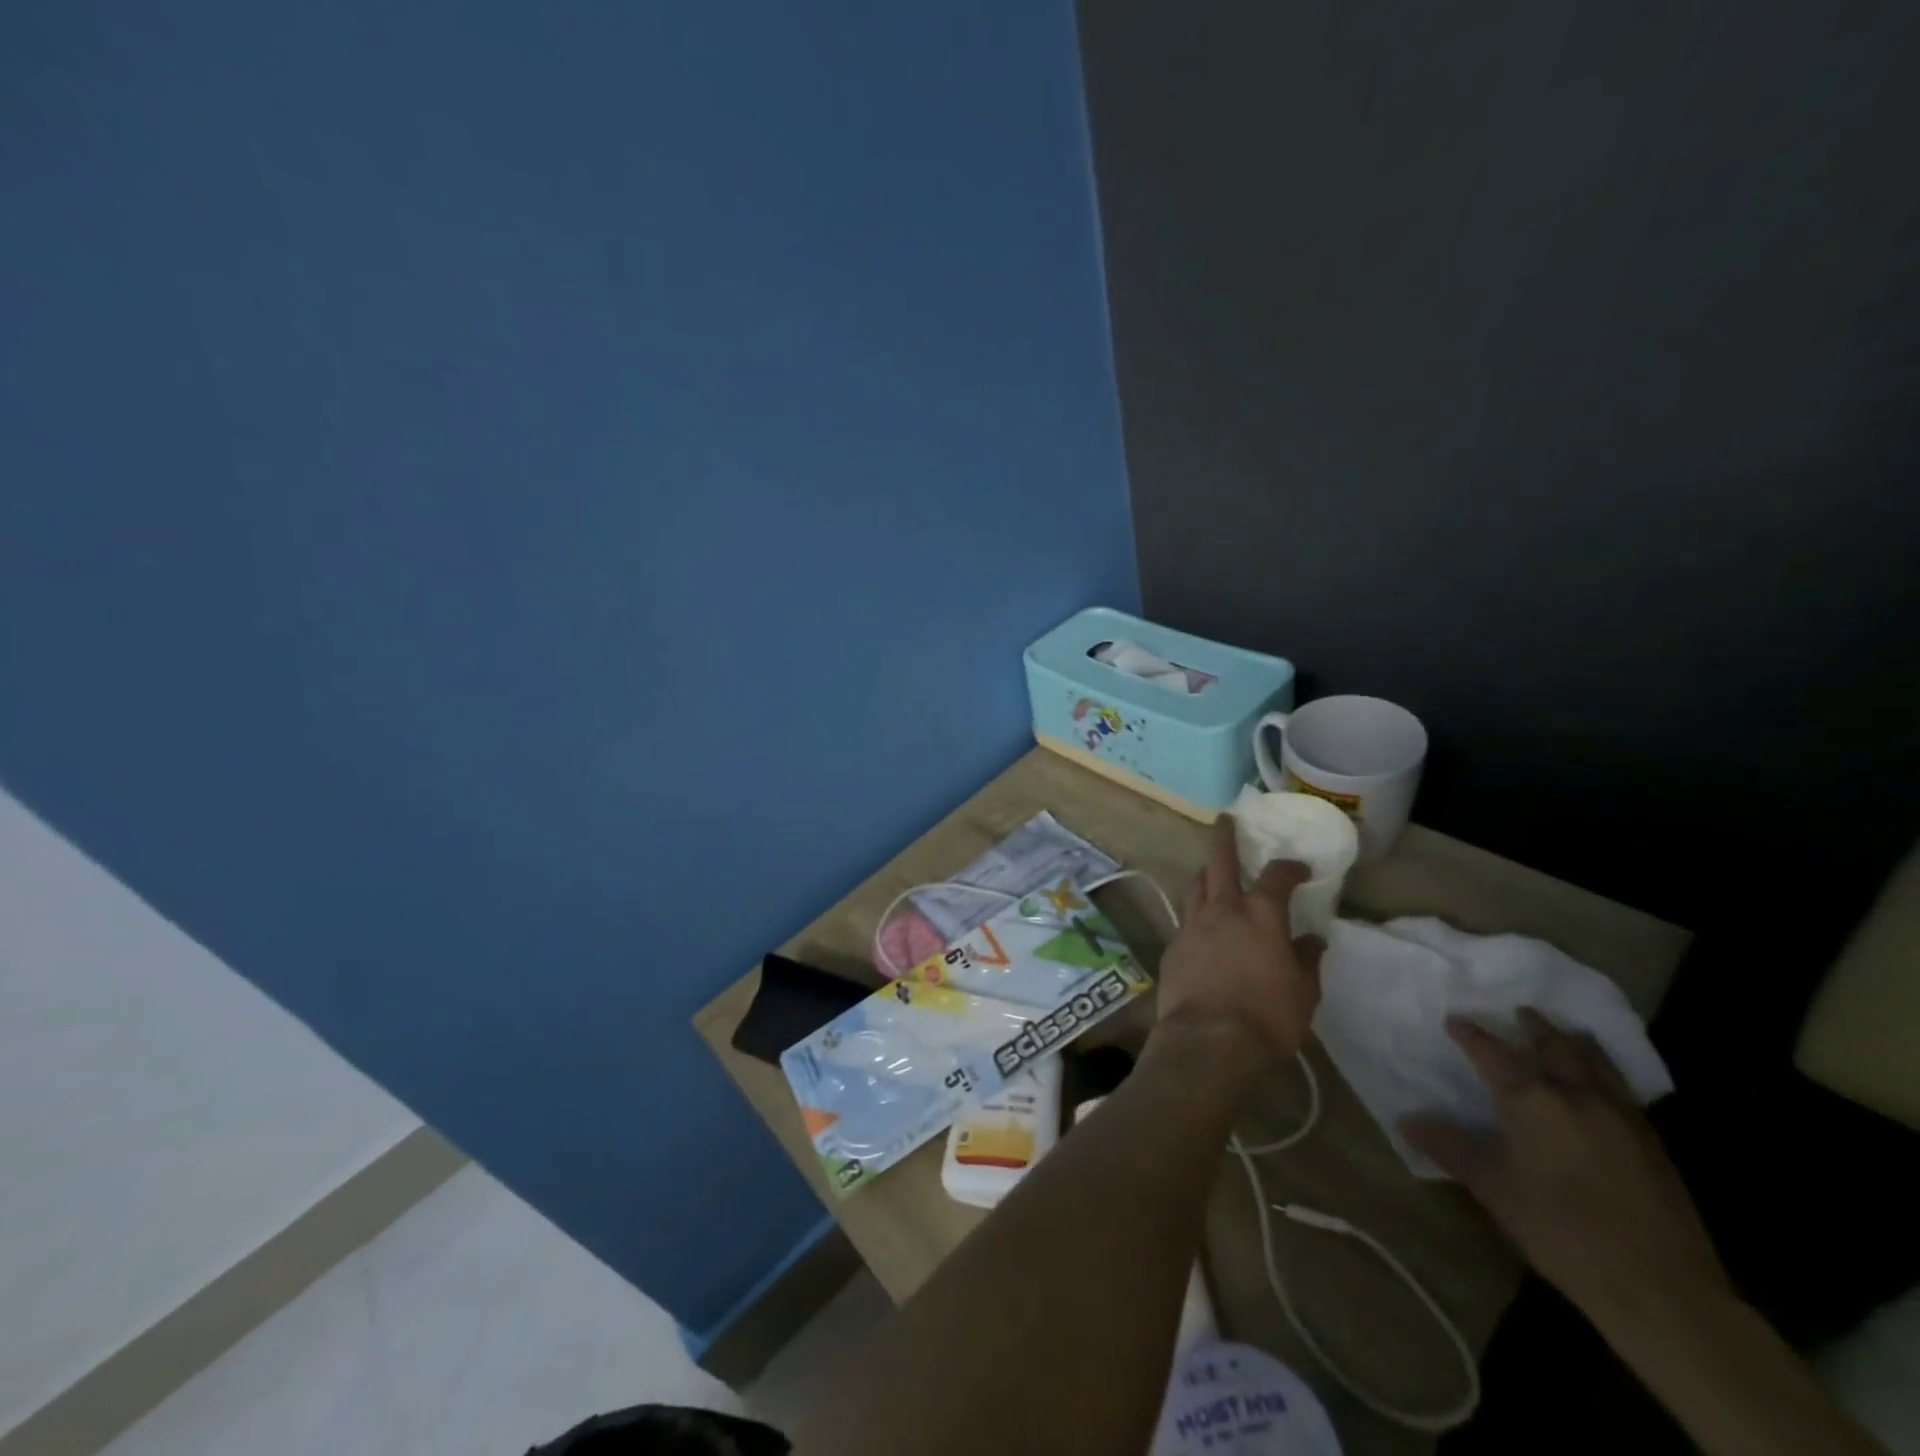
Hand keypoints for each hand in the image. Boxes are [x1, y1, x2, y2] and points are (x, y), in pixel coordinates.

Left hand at [1151, 816, 1323, 1066]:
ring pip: (1196, 885)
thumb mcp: (1304, 992)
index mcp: (1260, 914)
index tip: (1300, 869)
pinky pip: (1186, 919)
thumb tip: (1312, 940)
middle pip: (1219, 861)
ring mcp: (1191, 925)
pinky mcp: (1172, 946)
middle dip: (1223, 837)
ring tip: (1210, 871)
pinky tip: (1201, 926)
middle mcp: (1222, 908)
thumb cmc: (1267, 1016)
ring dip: (1205, 873)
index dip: (1290, 867)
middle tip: (1224, 820)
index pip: (1277, 875)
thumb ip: (1306, 960)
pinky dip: (1196, 913)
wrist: (1208, 1040)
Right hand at [1402, 1010, 1729, 1330]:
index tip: (1455, 1021)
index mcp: (1531, 1100)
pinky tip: (1600, 1084)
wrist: (1661, 1290)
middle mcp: (1576, 1095)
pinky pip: (1623, 1089)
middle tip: (1519, 1012)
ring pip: (1596, 1061)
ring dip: (1575, 1041)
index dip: (1470, 1034)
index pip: (1492, 1052)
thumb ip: (1449, 1147)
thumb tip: (1406, 1119)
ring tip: (1565, 1032)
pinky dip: (1604, 1072)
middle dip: (1533, 1025)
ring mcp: (1621, 1117)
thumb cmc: (1561, 1231)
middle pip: (1554, 1044)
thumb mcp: (1492, 1189)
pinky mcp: (1654, 1143)